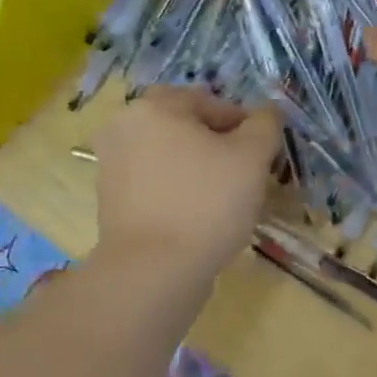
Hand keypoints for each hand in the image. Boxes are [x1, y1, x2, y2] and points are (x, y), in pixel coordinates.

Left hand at [92, 88, 280, 278]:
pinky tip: (198, 216)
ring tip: (224, 199)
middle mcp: (124, 127)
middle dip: (217, 145)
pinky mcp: (110, 200)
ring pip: (170, 155)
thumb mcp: (252, 157)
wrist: (153, 272)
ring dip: (197, 167)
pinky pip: (154, 182)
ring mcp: (111, 165)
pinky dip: (177, 190)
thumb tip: (267, 113)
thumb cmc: (206, 203)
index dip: (244, 126)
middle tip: (243, 174)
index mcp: (154, 106)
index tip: (262, 156)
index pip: (212, 103)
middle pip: (186, 127)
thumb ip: (264, 125)